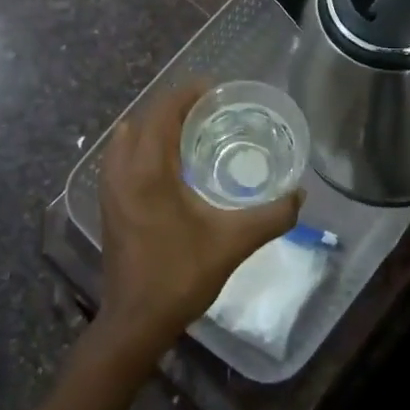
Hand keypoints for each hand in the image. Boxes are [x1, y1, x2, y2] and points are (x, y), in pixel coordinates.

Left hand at [94, 84, 304, 362]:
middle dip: (174, 106)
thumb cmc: (181, 276)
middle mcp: (123, 171)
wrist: (136, 322)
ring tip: (189, 129)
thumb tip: (300, 194)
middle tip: (209, 108)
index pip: (163, 113)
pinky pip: (122, 157)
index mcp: (148, 171)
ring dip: (155, 125)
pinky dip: (142, 145)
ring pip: (128, 137)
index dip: (187, 94)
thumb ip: (271, 216)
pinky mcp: (109, 204)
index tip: (214, 88)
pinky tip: (168, 163)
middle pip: (145, 119)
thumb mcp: (233, 243)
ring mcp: (110, 188)